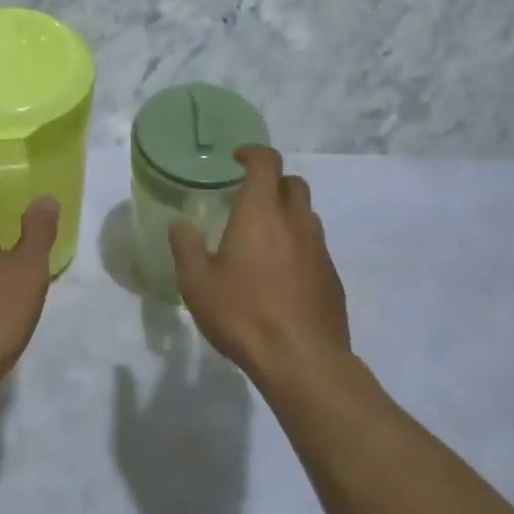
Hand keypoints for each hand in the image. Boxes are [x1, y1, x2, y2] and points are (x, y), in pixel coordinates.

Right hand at [169, 147, 350, 385]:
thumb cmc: (244, 314)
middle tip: (250, 199)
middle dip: (273, 182)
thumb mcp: (197, 283)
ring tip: (264, 239)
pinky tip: (282, 274)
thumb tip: (181, 224)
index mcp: (262, 213)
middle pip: (293, 184)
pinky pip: (315, 246)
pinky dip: (299, 246)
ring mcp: (319, 249)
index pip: (267, 162)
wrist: (303, 361)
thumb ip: (186, 247)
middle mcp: (295, 222)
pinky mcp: (332, 277)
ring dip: (288, 214)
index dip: (253, 153)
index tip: (238, 158)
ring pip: (307, 215)